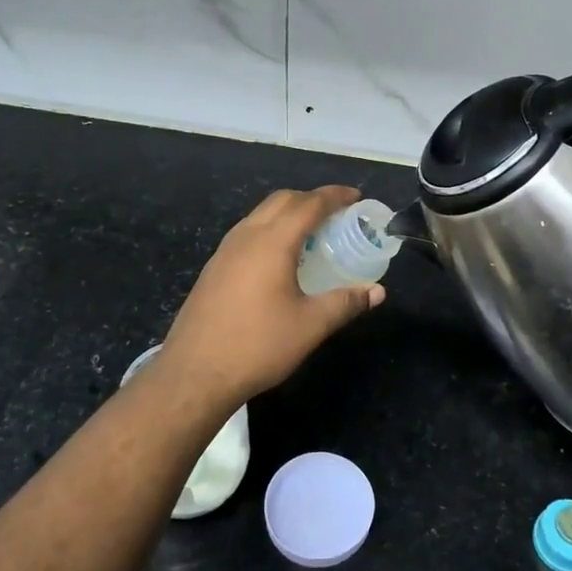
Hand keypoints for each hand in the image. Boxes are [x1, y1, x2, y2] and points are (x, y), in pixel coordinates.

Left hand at [155, 186, 384, 410]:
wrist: (195, 374)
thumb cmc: (258, 345)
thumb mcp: (310, 326)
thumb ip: (346, 303)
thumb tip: (376, 292)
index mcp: (272, 242)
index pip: (308, 204)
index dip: (335, 196)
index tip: (356, 196)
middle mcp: (246, 236)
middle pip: (281, 200)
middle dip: (311, 199)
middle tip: (337, 213)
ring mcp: (224, 251)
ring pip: (260, 214)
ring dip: (288, 212)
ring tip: (311, 233)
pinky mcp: (213, 269)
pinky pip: (247, 233)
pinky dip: (270, 230)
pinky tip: (280, 258)